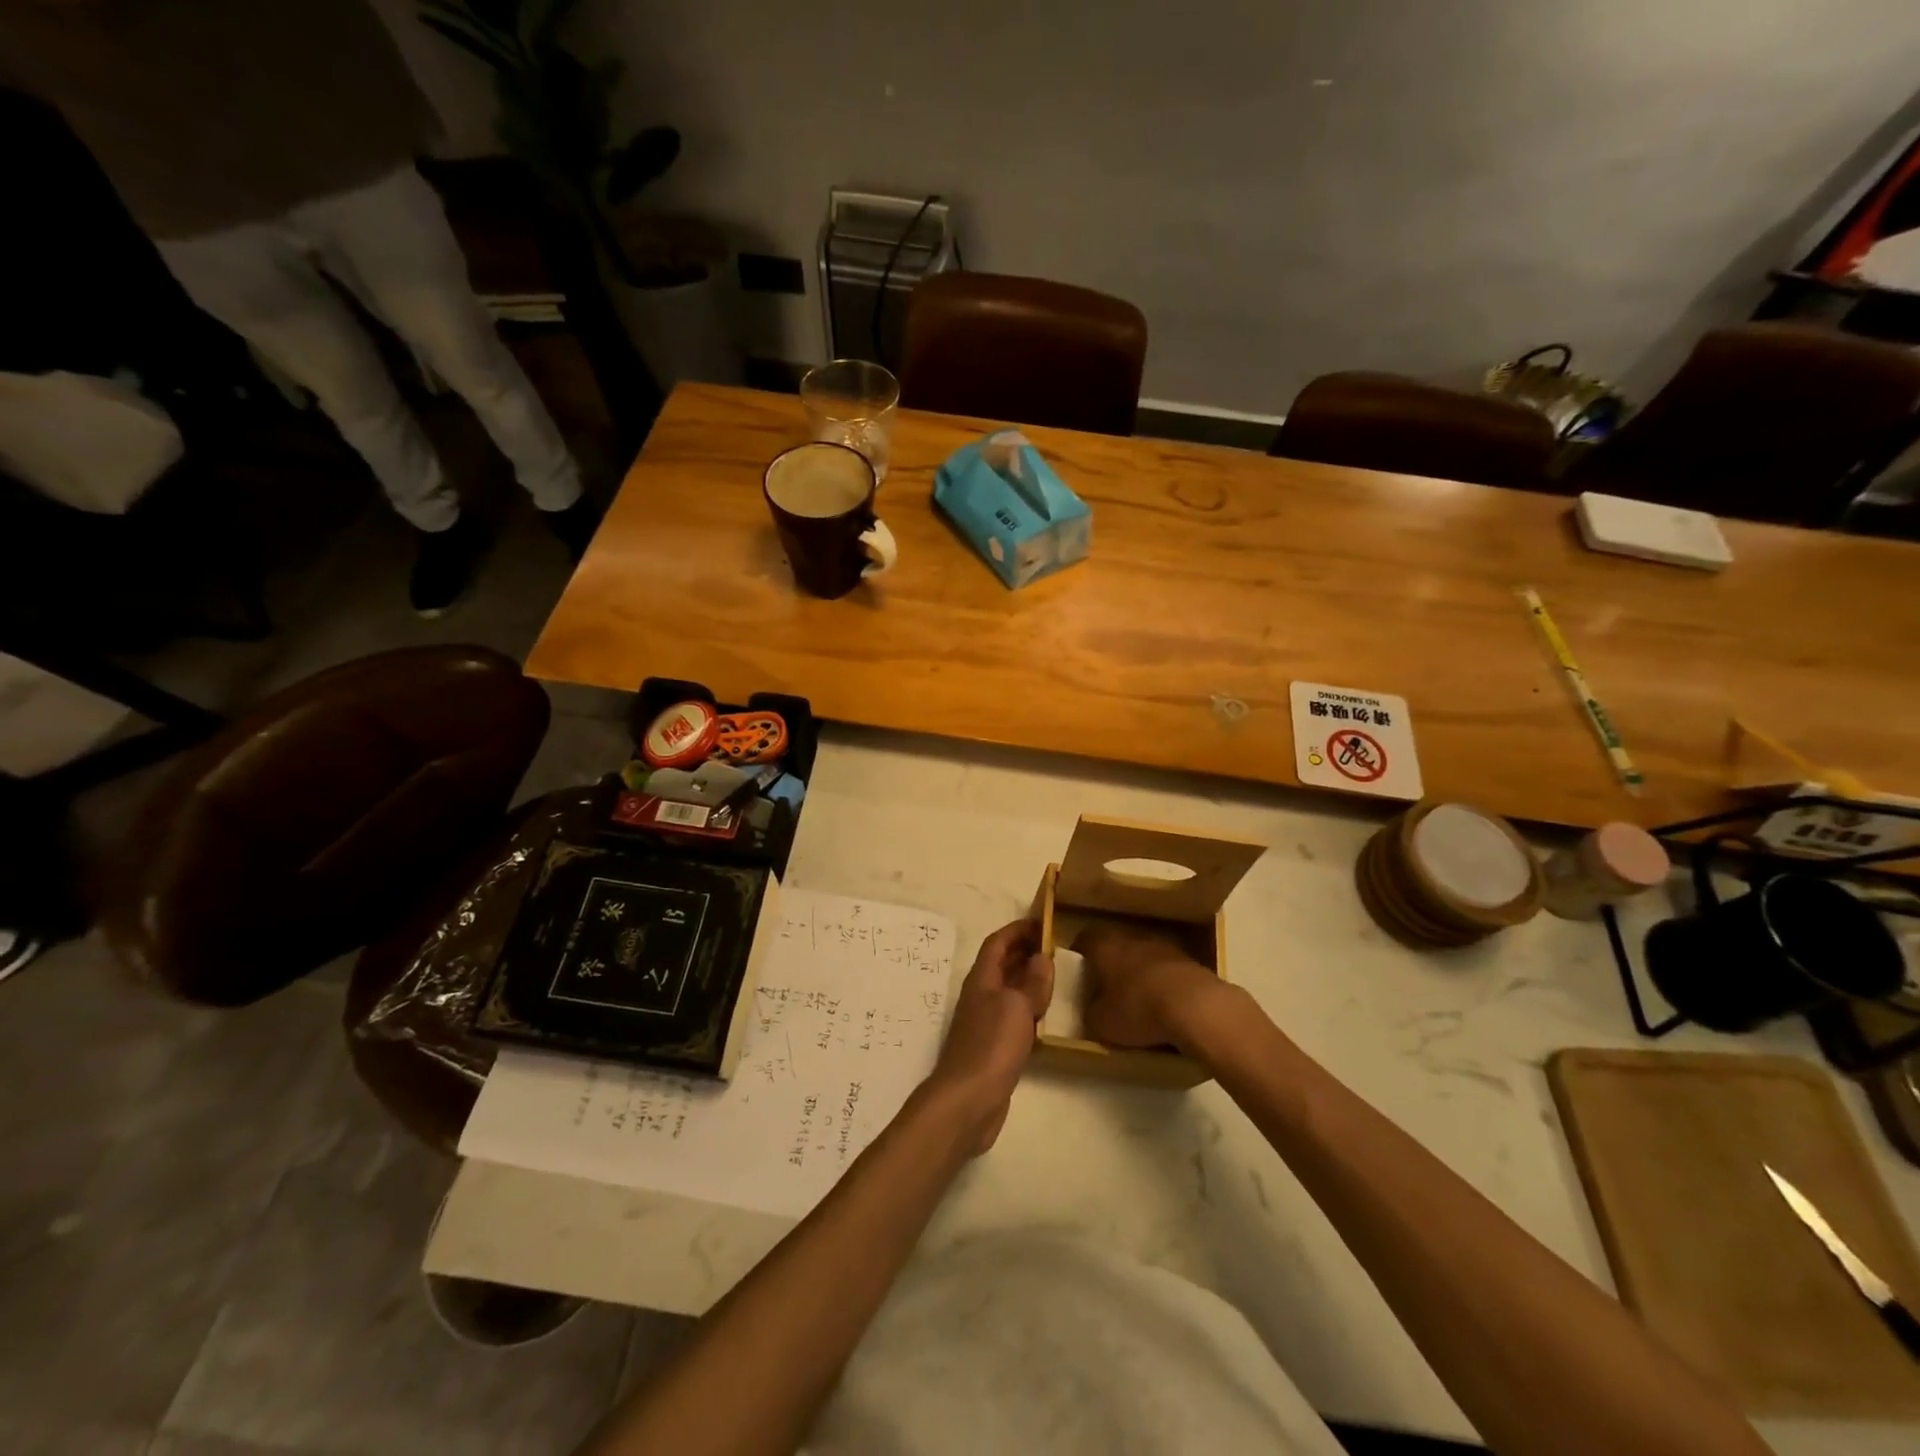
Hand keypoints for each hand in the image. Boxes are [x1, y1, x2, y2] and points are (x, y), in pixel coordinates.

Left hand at [928, 919, 1052, 1154]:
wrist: (968, 1100)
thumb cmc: (991, 1044)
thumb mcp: (1017, 1006)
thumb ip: (1032, 982)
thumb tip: (1041, 956)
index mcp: (982, 980)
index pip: (997, 943)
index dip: (1017, 930)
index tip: (1041, 922)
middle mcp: (981, 996)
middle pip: (1001, 965)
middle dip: (1023, 951)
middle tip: (1053, 946)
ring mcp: (985, 1023)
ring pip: (1007, 991)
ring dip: (1027, 980)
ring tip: (1053, 977)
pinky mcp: (993, 1048)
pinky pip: (1012, 1017)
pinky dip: (1028, 1009)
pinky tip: (1044, 1018)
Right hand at [1073, 923, 1222, 1050]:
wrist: (1197, 1007)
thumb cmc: (1138, 1009)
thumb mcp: (1102, 1023)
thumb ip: (1091, 1014)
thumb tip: (1091, 1011)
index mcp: (1105, 946)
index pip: (1085, 939)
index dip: (1080, 954)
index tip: (1078, 971)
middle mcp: (1133, 939)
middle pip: (1116, 946)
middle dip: (1111, 965)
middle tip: (1106, 988)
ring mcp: (1165, 948)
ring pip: (1144, 957)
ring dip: (1140, 974)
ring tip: (1138, 1000)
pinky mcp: (1190, 962)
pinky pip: (1168, 972)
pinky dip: (1164, 985)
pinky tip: (1166, 1007)